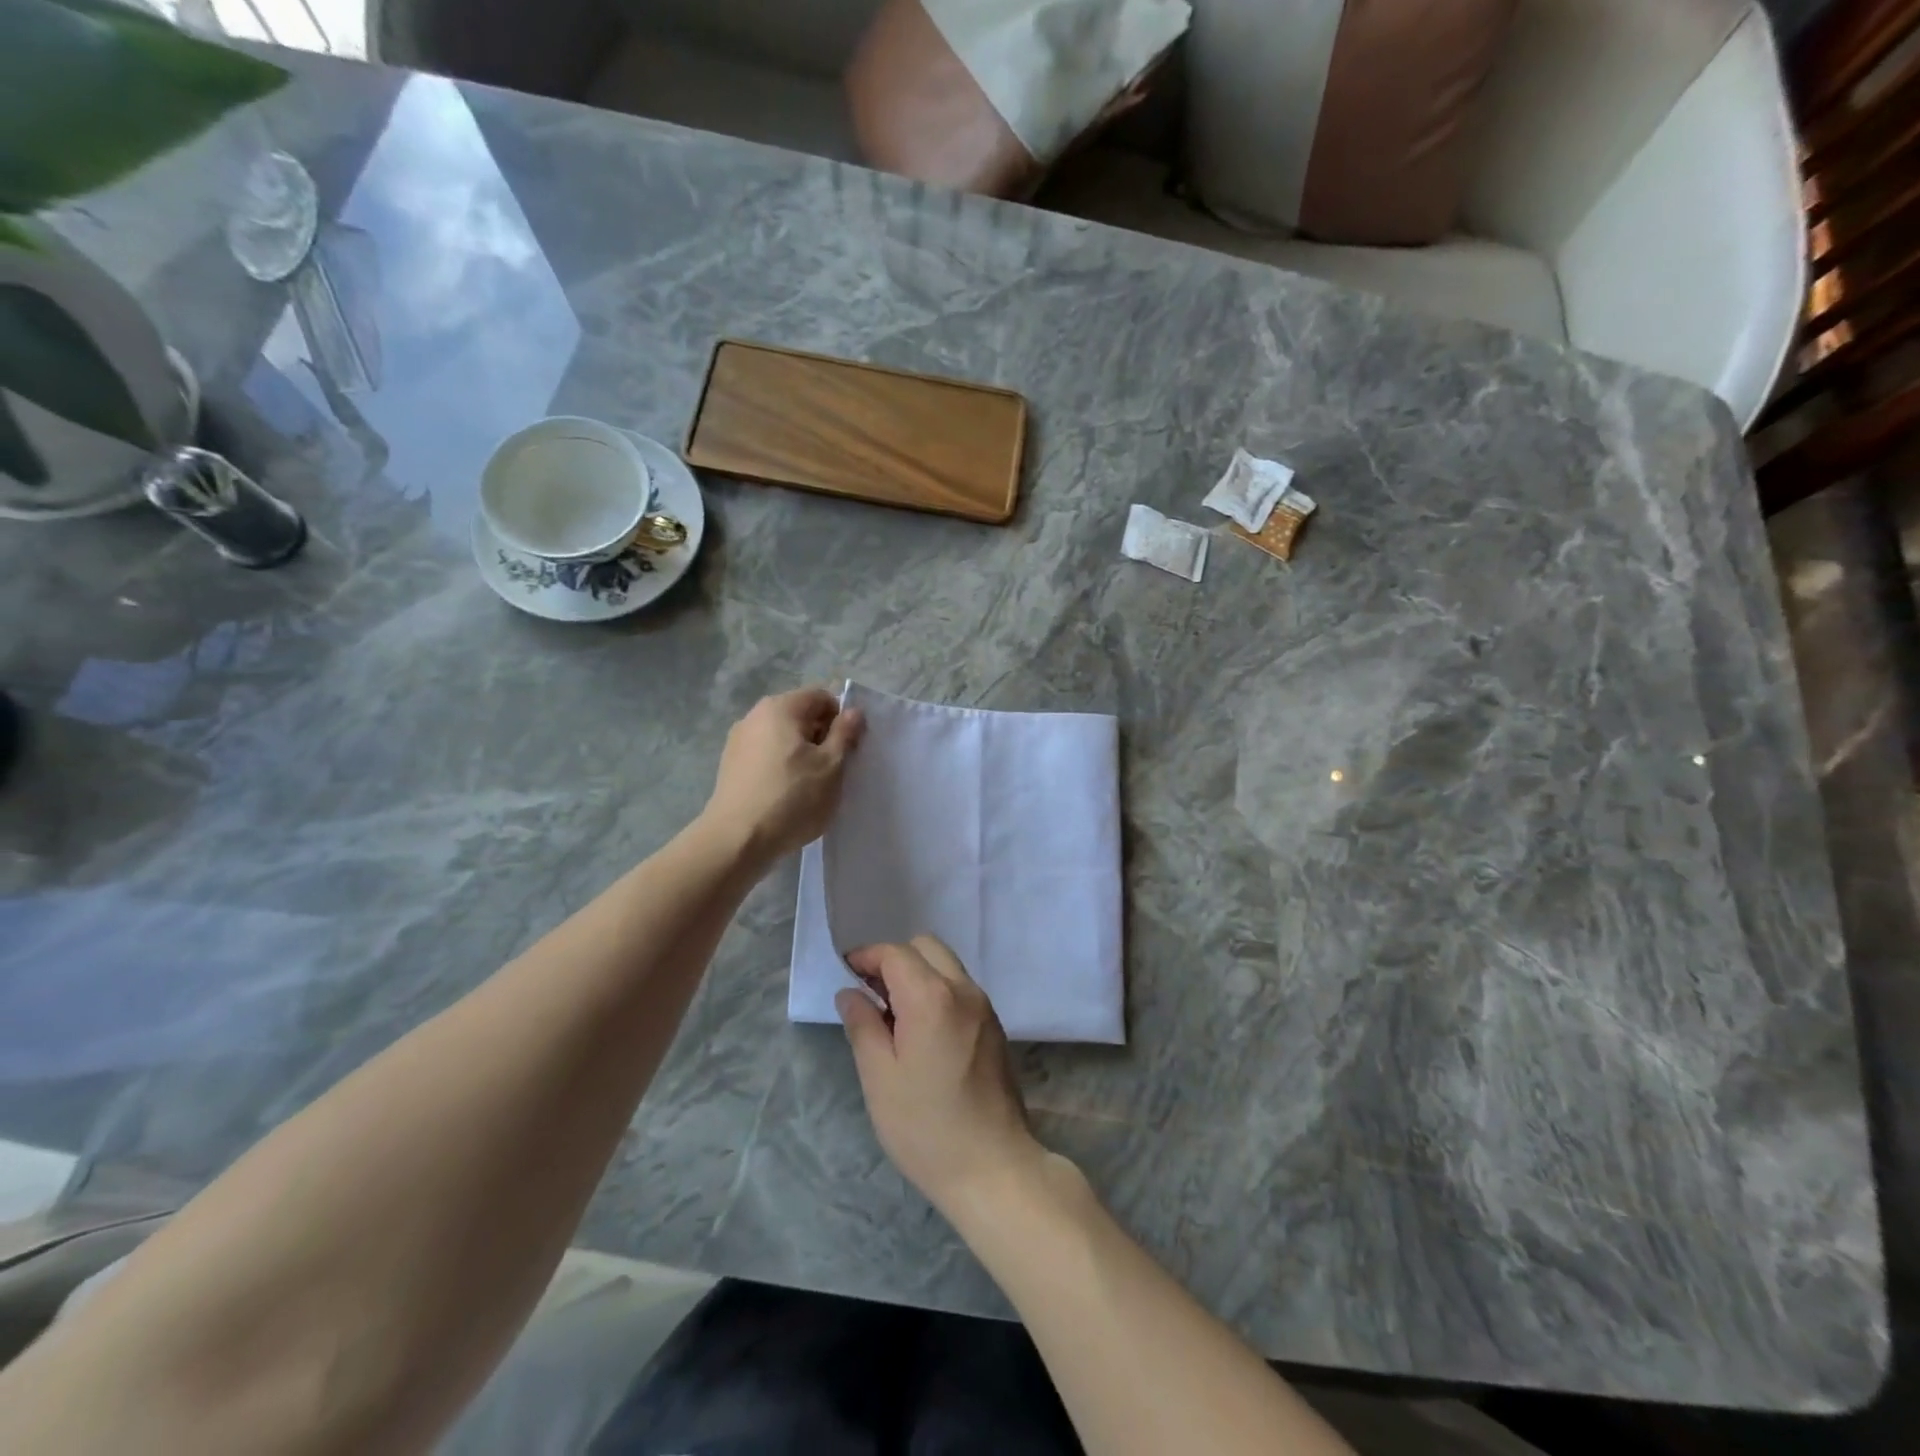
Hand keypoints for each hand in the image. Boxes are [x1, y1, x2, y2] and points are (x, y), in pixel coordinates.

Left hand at [703, 687, 863, 861]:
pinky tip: (786, 795)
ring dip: (802, 754)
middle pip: (800, 715)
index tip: (847, 749)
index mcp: (780, 708)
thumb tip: (854, 711)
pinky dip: (781, 768)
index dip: (841, 719)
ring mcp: (738, 741)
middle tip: (833, 770)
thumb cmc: (792, 798)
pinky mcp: (730, 766)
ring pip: (783, 738)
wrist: (737, 841)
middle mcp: (754, 716)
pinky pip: (766, 756)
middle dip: (821, 737)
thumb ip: (845, 734)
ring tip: (810, 786)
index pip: (821, 697)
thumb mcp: (831, 766)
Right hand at [836, 936, 1045, 1218]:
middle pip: (925, 948)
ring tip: (892, 1016)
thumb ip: (862, 1026)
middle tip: (870, 994)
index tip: (846, 975)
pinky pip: (960, 988)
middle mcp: (963, 989)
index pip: (895, 953)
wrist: (993, 1167)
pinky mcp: (994, 1025)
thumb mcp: (880, 1078)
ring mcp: (984, 1006)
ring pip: (946, 965)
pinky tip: (921, 1030)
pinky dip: (937, 990)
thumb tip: (850, 993)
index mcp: (932, 997)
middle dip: (894, 960)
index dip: (867, 957)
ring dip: (917, 974)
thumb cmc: (926, 1127)